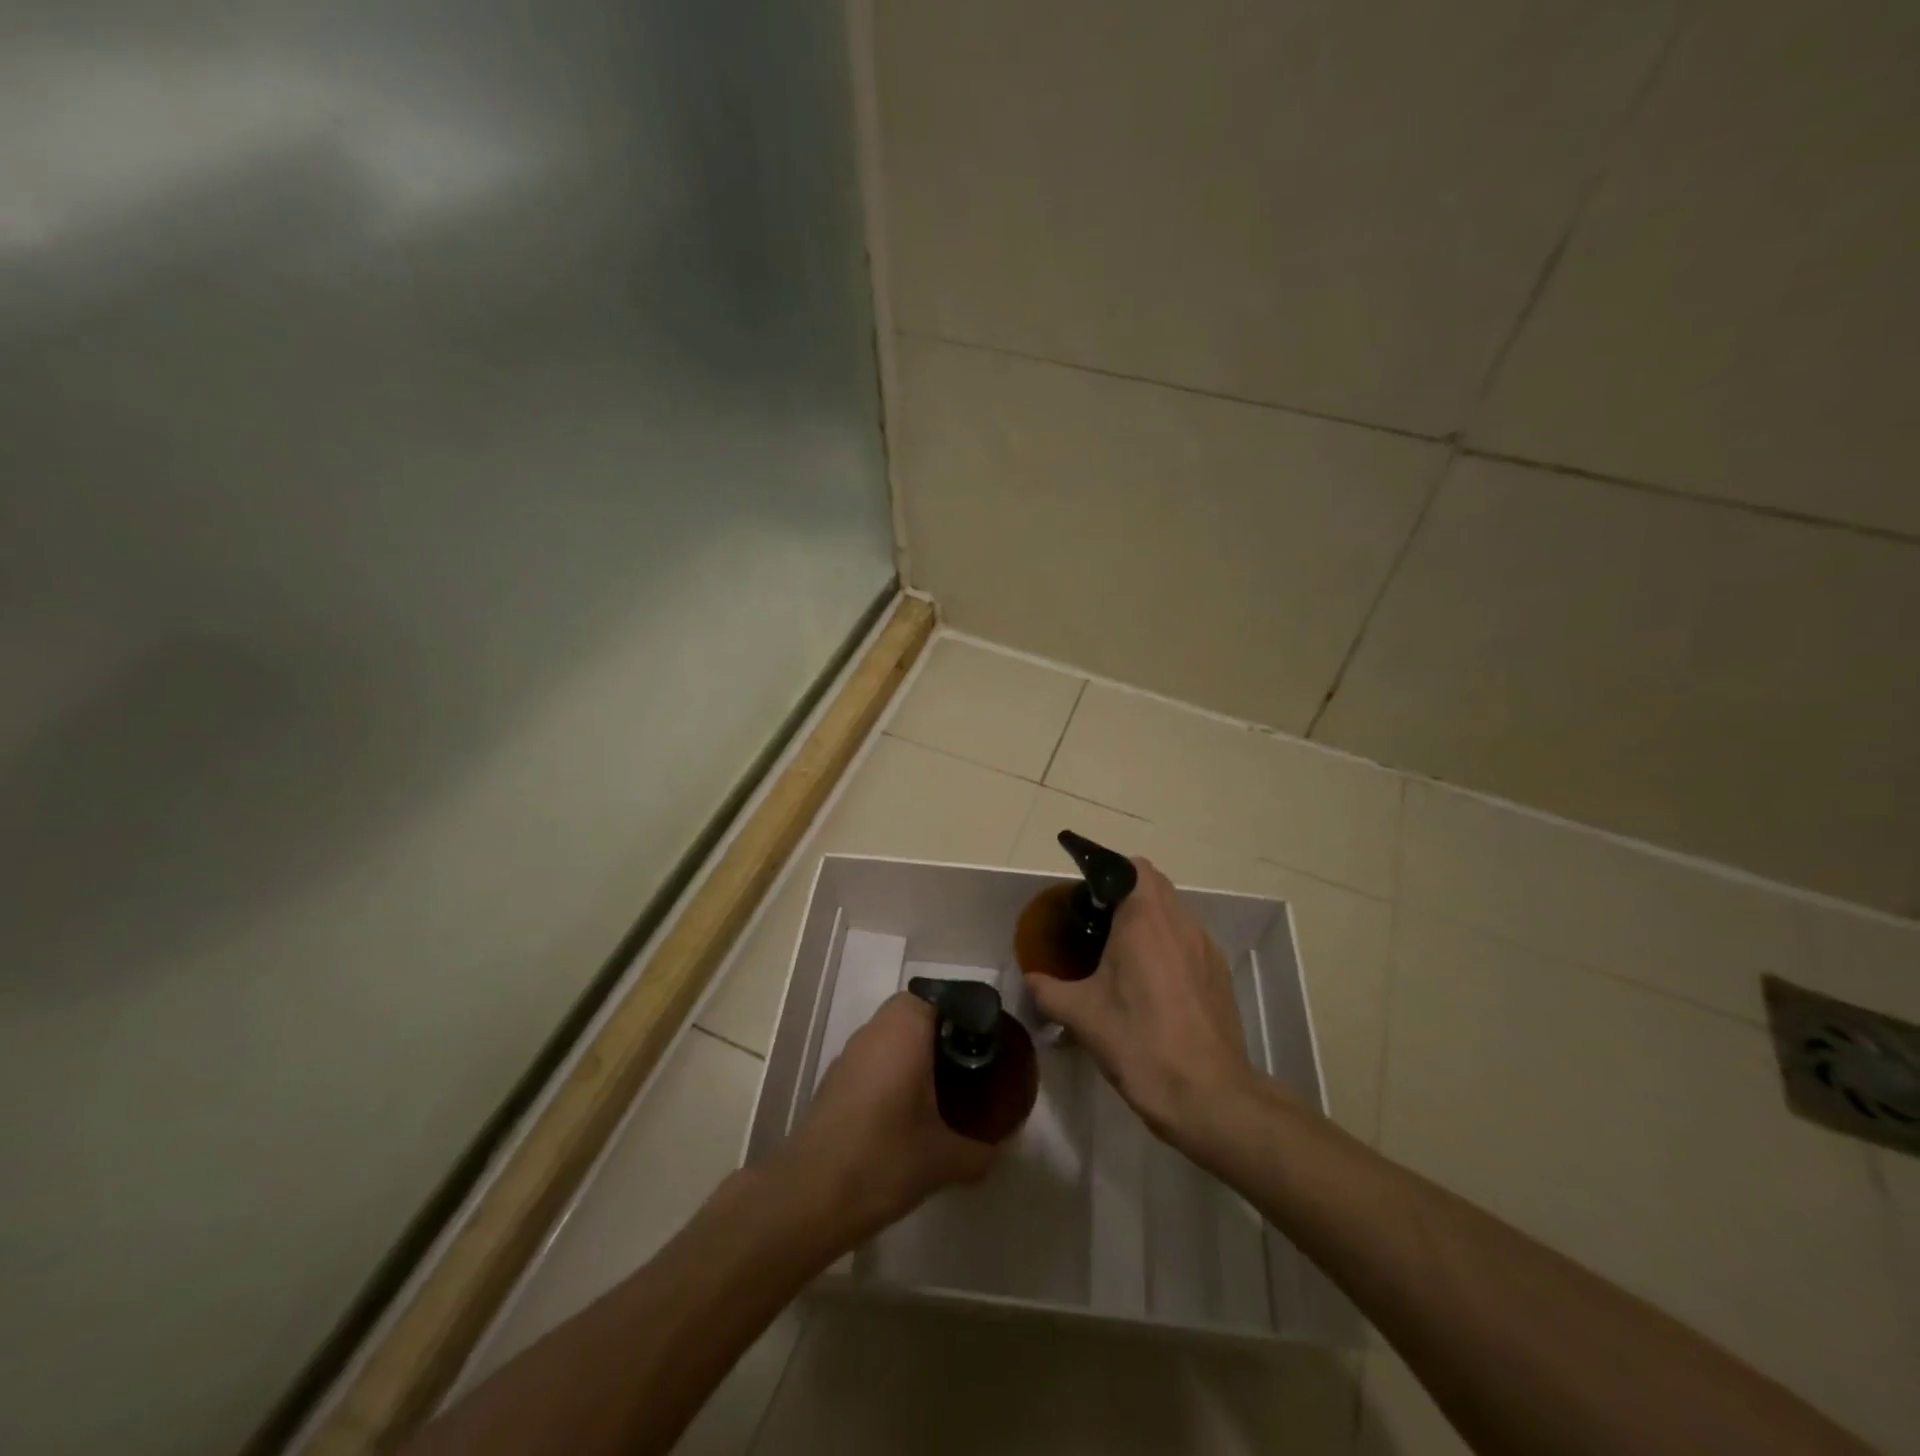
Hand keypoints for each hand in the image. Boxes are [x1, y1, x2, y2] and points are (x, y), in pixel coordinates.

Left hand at [778, 992, 997, 1236]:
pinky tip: (907, 1111)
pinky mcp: (834, 1080)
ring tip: (944, 1089)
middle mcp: (874, 1030)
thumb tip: (1005, 1149)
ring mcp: (849, 1054)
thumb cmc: (883, 1159)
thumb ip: (981, 1151)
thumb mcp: (944, 1160)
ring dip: (915, 1054)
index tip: (987, 1043)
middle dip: (943, 1035)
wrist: (809, 1196)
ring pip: (892, 1036)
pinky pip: (874, 1060)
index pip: (941, 998)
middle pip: (916, 1014)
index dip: (966, 1015)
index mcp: (905, 1029)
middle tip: (971, 1066)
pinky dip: (893, 1072)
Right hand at [1024, 858, 1261, 1144]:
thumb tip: (1030, 979)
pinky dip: (1168, 943)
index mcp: (1144, 920)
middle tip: (1097, 920)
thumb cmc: (1140, 1044)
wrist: (1209, 1096)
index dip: (1106, 871)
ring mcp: (1205, 947)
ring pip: (1174, 912)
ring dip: (1149, 917)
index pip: (1131, 867)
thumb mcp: (1082, 1017)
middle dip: (1125, 892)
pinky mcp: (1218, 973)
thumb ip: (1048, 990)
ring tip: (1122, 952)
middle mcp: (1179, 923)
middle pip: (1154, 884)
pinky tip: (1152, 982)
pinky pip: (1189, 939)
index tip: (1084, 893)